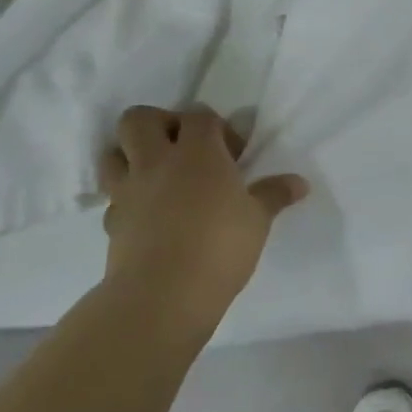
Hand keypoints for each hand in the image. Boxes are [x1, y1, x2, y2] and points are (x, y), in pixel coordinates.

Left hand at [97, 105, 307, 327]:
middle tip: (183, 147)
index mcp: (197, 152)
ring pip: (112, 153)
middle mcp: (156, 162)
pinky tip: (148, 214)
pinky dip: (127, 199)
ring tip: (158, 175)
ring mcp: (128, 191)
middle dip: (159, 123)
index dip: (216, 126)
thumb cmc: (220, 246)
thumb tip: (299, 183)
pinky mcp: (111, 222)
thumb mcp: (258, 219)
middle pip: (139, 119)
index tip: (233, 151)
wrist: (163, 295)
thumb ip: (274, 195)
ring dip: (130, 155)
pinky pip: (113, 198)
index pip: (199, 116)